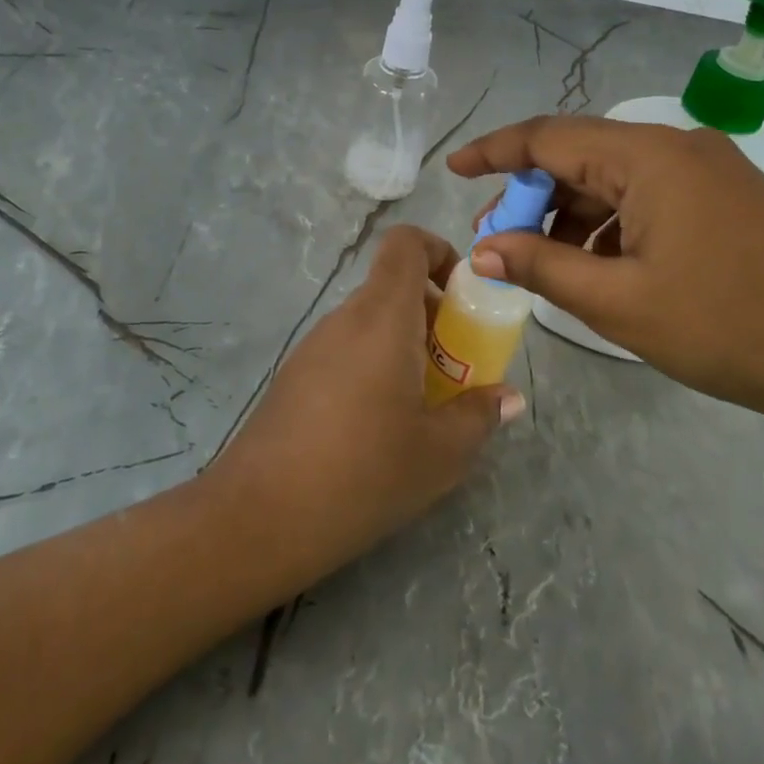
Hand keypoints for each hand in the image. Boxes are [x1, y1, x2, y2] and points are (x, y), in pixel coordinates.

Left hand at [202, 225, 523, 591]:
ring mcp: (312, 348)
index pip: (406, 243)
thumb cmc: (362, 474)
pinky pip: (347, 352)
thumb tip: (508, 397)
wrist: (256, 520)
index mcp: (382, 318)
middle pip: (394, 288)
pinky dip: (375, 368)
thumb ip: (479, 415)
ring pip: (371, 324)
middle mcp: (345, 320)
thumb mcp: (440, 453)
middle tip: (458, 370)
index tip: (464, 300)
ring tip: (424, 408)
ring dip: (406, 348)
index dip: (440, 253)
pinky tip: (379, 429)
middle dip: (435, 317)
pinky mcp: (294, 378)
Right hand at [448, 117, 763, 482]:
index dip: (496, 151)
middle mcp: (680, 147)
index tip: (455, 170)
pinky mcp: (728, 198)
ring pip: (618, 180)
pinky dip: (615, 225)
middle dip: (534, 195)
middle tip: (500, 241)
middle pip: (584, 156)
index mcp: (650, 157)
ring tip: (547, 264)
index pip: (551, 136)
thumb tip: (484, 247)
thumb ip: (542, 266)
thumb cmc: (726, 328)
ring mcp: (711, 170)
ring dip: (574, 215)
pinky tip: (603, 267)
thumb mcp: (619, 302)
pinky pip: (652, 197)